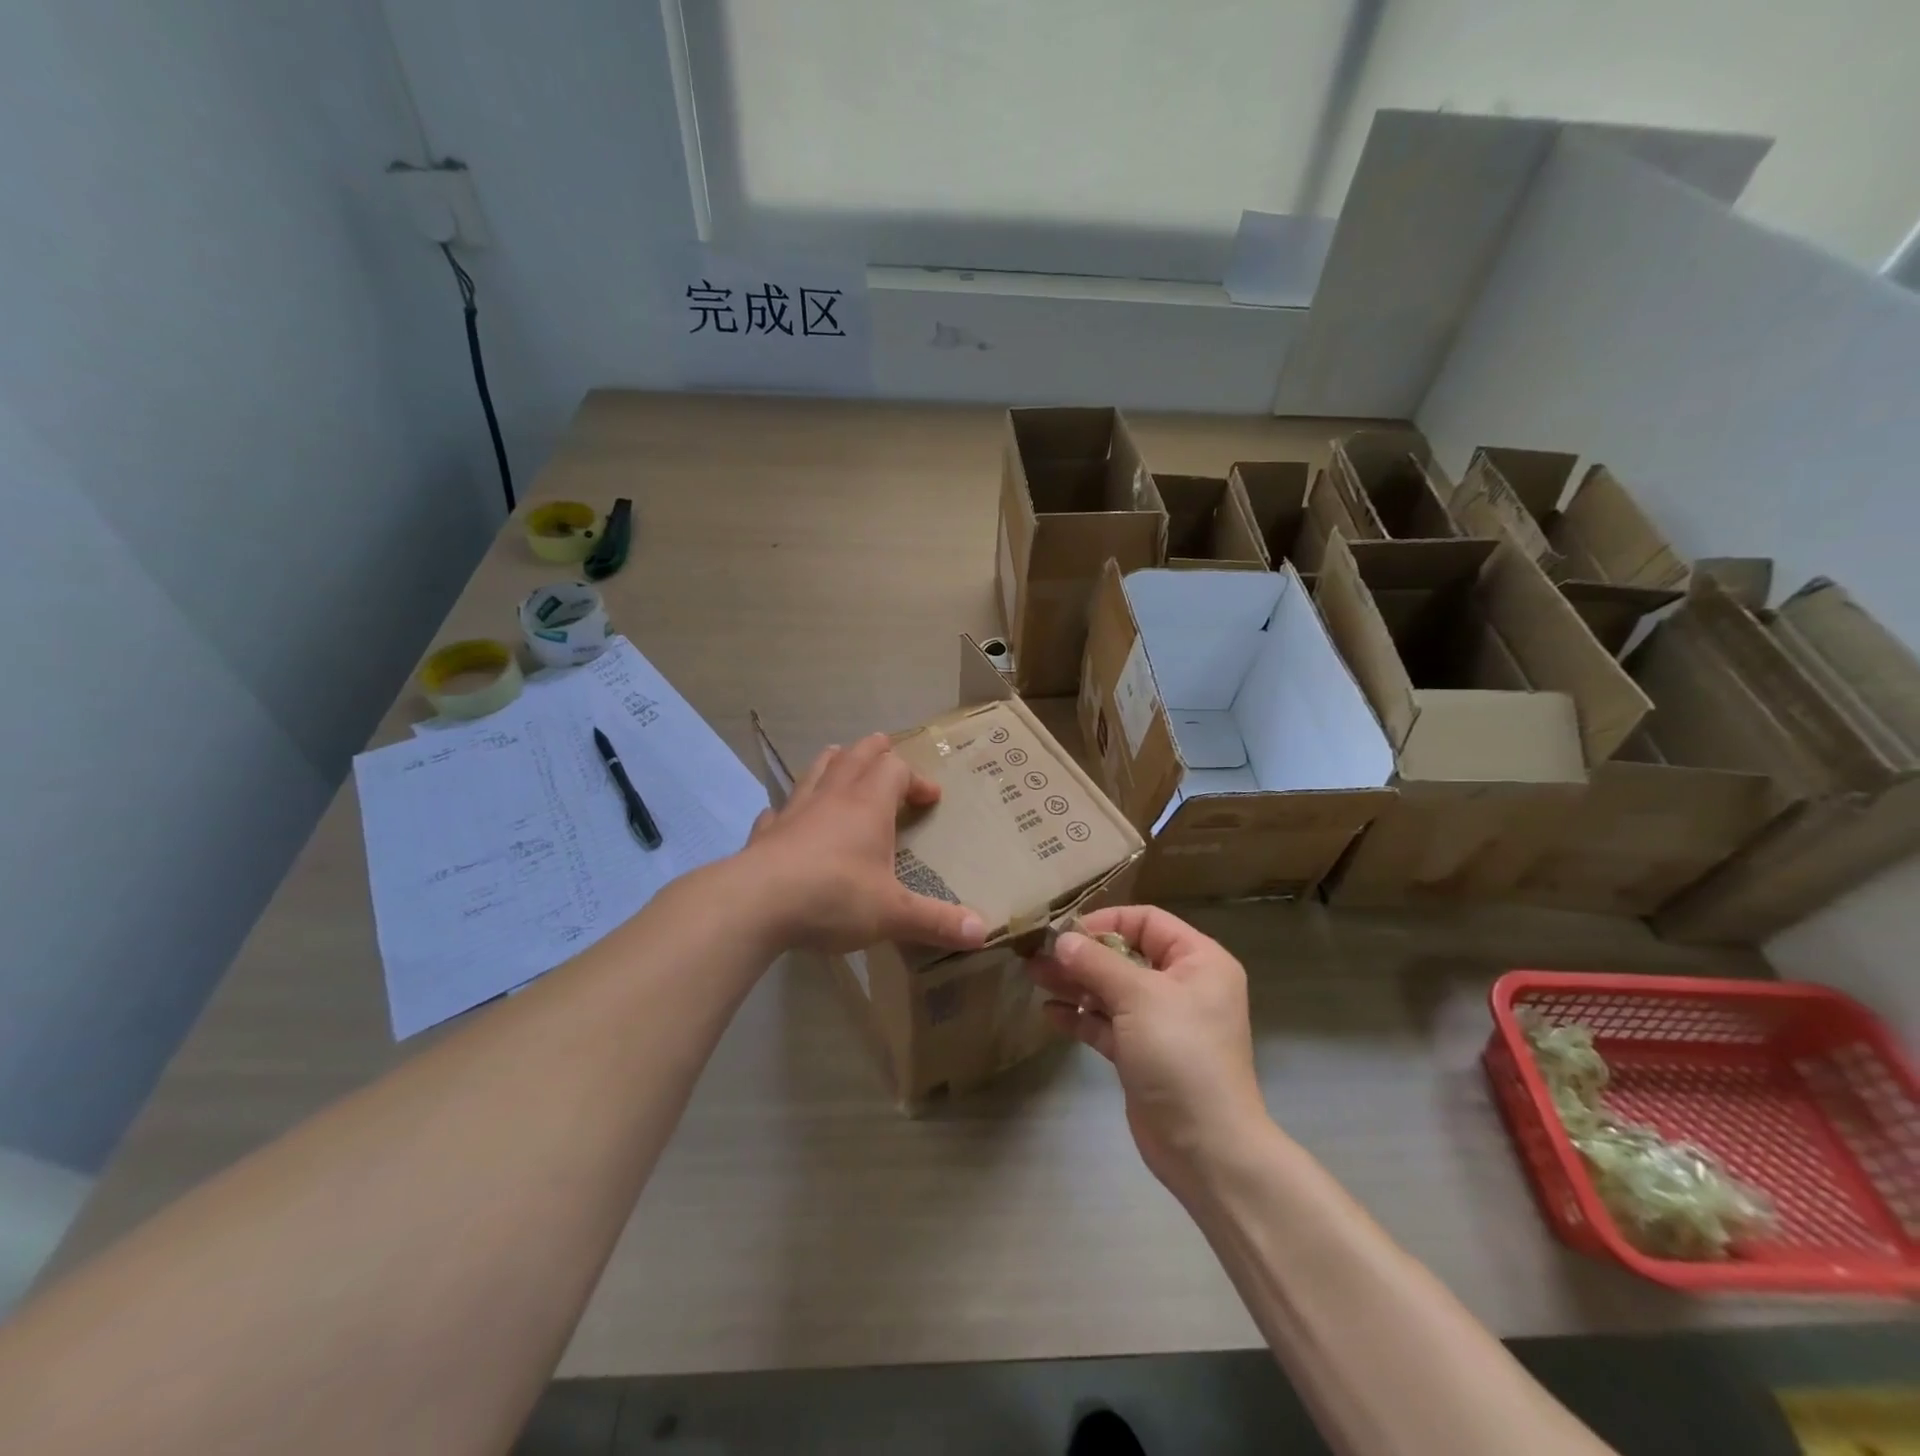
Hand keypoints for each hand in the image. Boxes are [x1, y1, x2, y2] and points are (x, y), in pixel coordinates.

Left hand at [742, 733, 987, 954]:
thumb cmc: (834, 897)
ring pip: (817, 770)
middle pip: (857, 754)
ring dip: (835, 762)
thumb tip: (983, 933)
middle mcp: (833, 797)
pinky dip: (790, 809)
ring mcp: (795, 810)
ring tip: (843, 763)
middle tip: (889, 753)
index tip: (931, 799)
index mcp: (868, 806)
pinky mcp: (766, 832)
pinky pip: (779, 810)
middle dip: (876, 751)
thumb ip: (936, 921)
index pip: (897, 771)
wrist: (756, 904)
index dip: (917, 780)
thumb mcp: (893, 914)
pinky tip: (789, 819)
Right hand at [1027, 906, 1269, 1189]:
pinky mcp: (1142, 1054)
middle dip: (1082, 955)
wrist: (1205, 1148)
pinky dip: (1080, 1017)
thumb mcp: (1139, 997)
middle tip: (1037, 953)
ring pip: (1111, 990)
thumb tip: (1062, 940)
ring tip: (1033, 975)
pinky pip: (1107, 1024)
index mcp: (1198, 961)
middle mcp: (1182, 985)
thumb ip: (1097, 963)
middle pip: (1125, 955)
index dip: (1106, 921)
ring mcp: (1161, 1022)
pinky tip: (1049, 1013)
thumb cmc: (1181, 1055)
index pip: (1147, 921)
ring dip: (1074, 983)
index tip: (1067, 933)